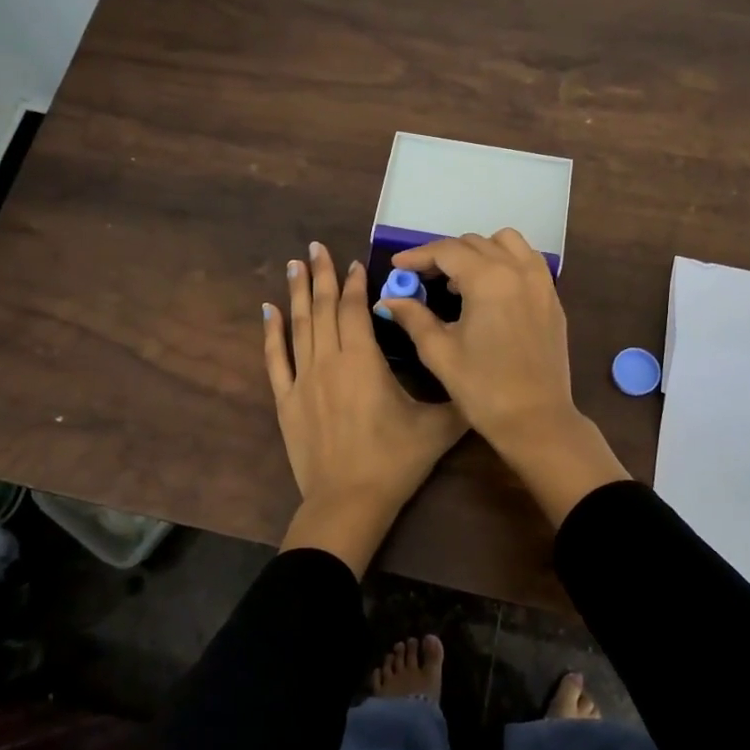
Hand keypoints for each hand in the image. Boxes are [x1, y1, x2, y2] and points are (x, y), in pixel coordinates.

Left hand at [265, 241, 465, 575]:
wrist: (348, 502)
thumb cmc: (394, 462)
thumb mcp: (437, 429)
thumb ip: (458, 399)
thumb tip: (480, 377)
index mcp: (364, 360)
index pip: (356, 309)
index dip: (355, 284)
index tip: (353, 262)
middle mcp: (329, 361)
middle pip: (324, 308)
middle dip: (321, 275)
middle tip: (315, 247)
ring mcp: (303, 380)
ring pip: (299, 326)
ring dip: (297, 293)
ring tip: (294, 265)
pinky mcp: (286, 401)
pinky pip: (276, 359)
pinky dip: (272, 333)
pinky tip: (268, 310)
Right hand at [377, 230, 628, 526]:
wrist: (537, 420)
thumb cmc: (483, 389)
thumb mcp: (440, 352)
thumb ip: (413, 317)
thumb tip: (389, 299)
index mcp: (488, 280)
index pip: (447, 251)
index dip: (418, 256)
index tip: (397, 267)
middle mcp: (518, 270)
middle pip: (474, 243)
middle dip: (444, 255)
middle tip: (422, 278)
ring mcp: (541, 282)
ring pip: (506, 243)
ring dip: (478, 252)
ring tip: (459, 281)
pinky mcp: (552, 298)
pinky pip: (527, 261)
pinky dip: (504, 262)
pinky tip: (489, 290)